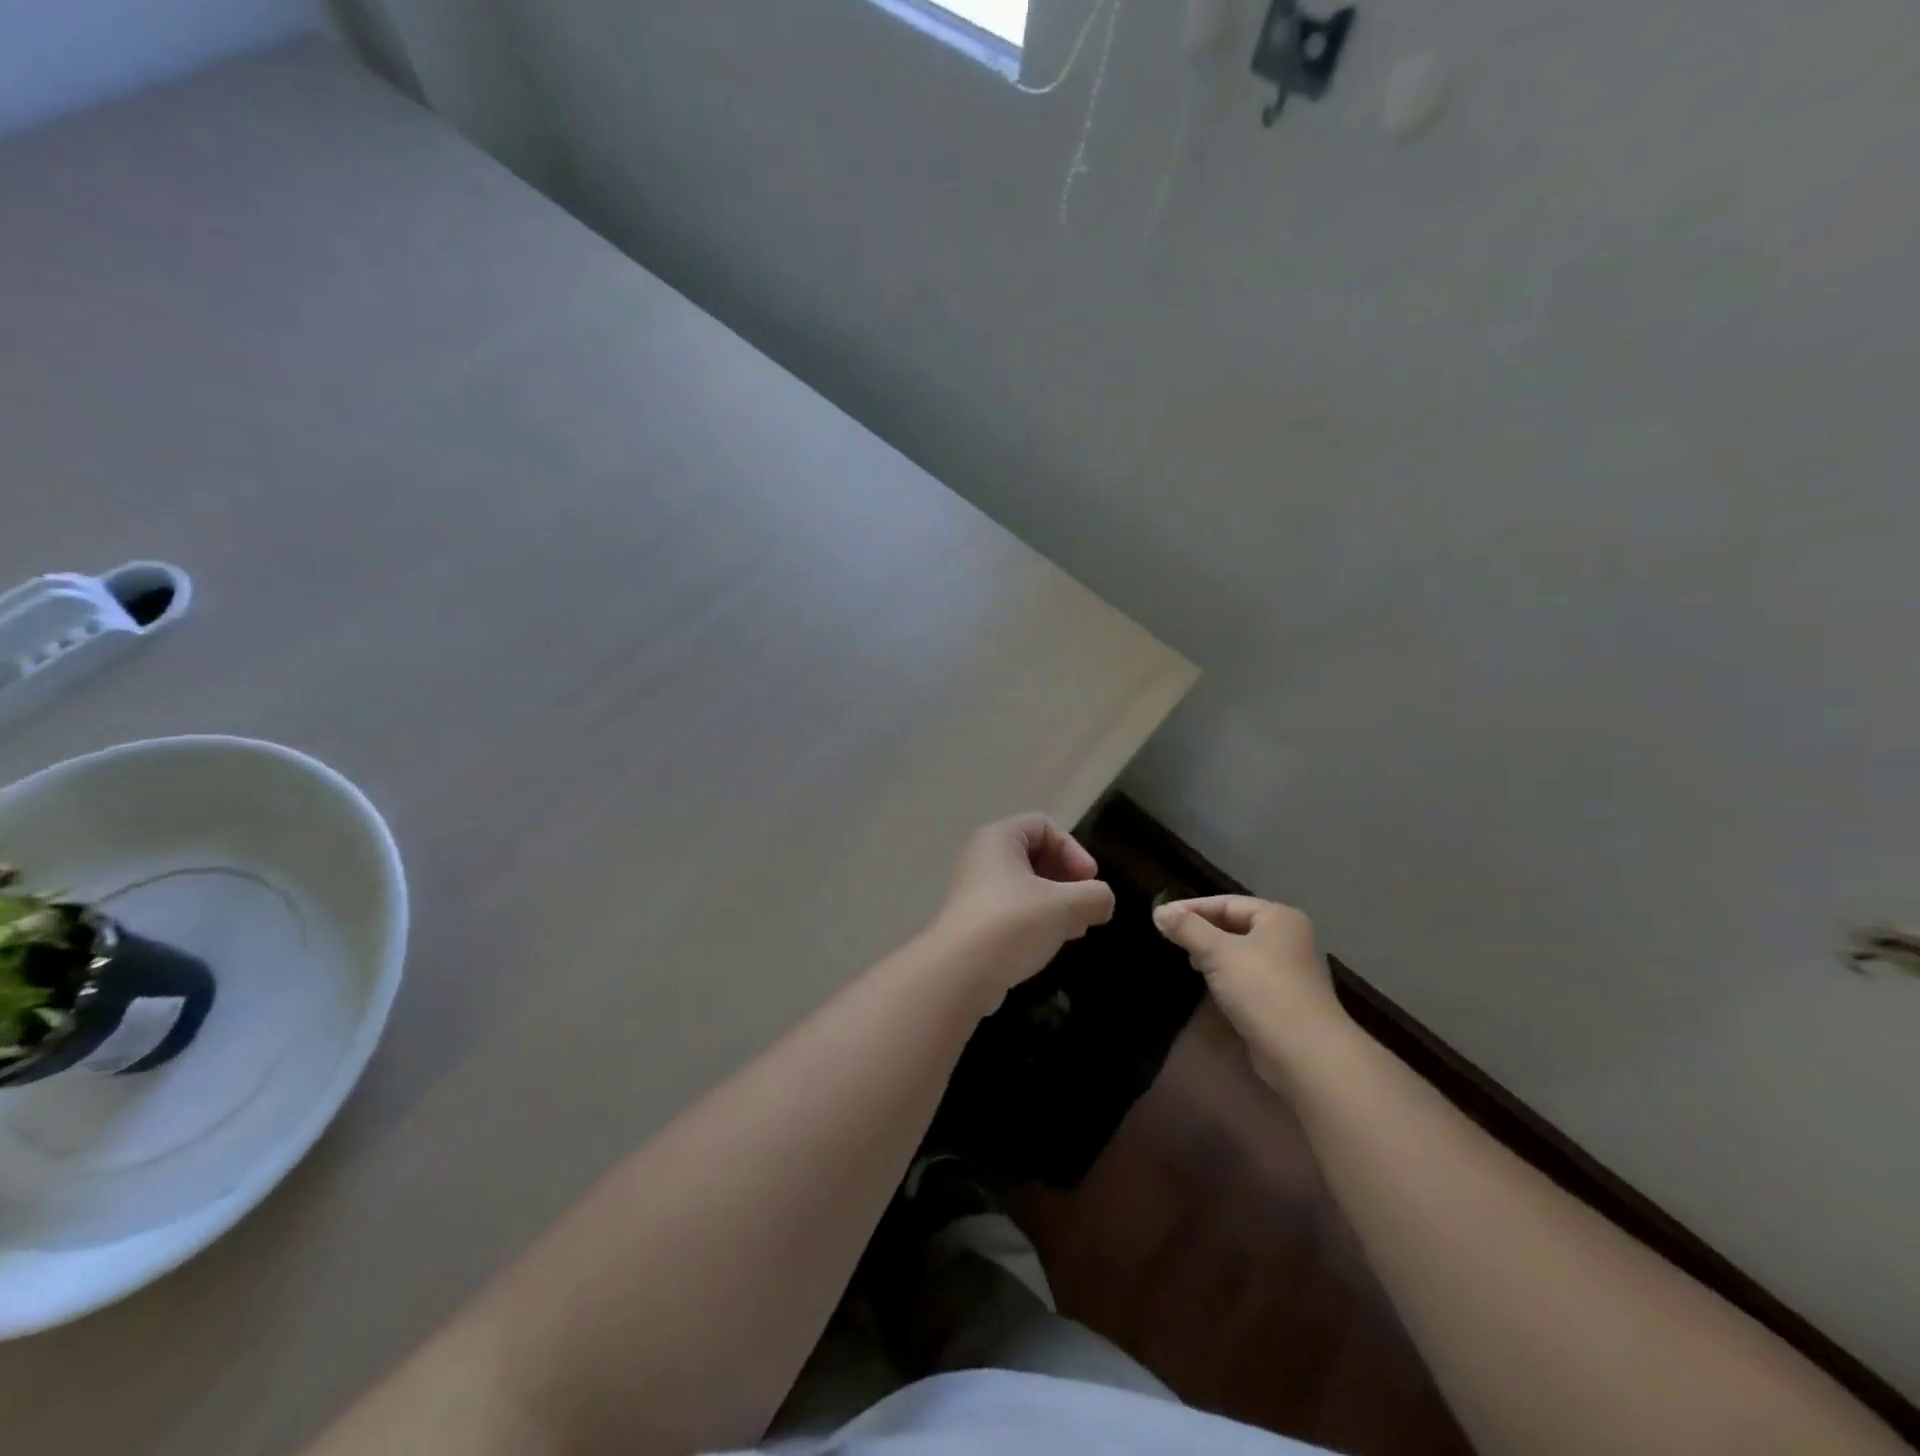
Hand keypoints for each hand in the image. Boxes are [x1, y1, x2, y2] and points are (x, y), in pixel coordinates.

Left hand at [928, 814, 1115, 1004]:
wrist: (959, 973)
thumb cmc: (1012, 923)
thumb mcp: (1064, 906)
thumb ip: (1094, 896)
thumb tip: (1103, 901)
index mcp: (998, 838)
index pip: (1044, 826)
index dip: (1073, 850)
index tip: (1089, 882)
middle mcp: (982, 857)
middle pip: (1036, 855)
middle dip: (1067, 880)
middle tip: (1085, 908)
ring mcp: (974, 889)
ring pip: (1025, 885)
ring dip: (1055, 903)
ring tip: (1073, 929)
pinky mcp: (973, 920)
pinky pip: (1012, 909)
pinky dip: (1035, 920)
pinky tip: (1049, 943)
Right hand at [1153, 895, 1350, 1083]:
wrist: (1306, 1055)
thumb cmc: (1263, 991)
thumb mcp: (1218, 953)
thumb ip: (1188, 929)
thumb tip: (1159, 911)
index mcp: (1279, 919)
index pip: (1227, 903)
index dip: (1192, 908)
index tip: (1160, 917)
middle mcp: (1289, 939)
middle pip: (1236, 925)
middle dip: (1202, 930)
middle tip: (1170, 937)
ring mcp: (1290, 971)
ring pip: (1241, 952)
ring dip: (1213, 952)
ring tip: (1187, 958)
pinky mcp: (1285, 1000)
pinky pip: (1249, 976)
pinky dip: (1227, 974)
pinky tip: (1210, 983)